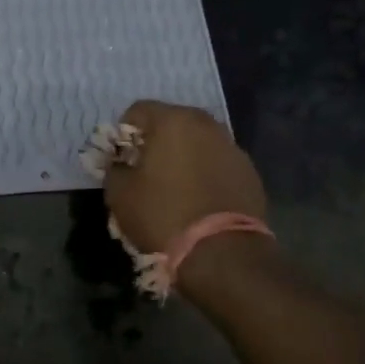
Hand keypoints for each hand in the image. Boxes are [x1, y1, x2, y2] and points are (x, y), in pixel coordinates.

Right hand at [102, 100, 266, 254]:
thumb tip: (120, 164)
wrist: (222, 253)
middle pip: (172, 122)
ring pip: (198, 142)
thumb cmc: (163, 215)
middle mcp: (206, 125)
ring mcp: (232, 147)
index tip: (120, 158)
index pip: (138, 110)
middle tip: (146, 170)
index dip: (124, 132)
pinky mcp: (249, 172)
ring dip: (184, 156)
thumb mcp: (120, 194)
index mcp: (173, 121)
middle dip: (156, 141)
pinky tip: (199, 200)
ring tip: (174, 186)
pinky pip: (218, 163)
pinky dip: (206, 173)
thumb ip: (114, 169)